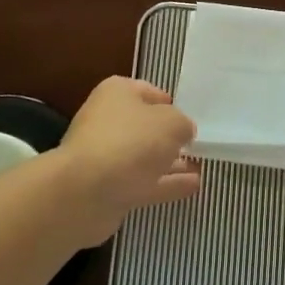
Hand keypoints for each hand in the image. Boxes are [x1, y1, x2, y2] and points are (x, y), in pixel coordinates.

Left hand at [57, 77, 200, 244]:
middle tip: (196, 144)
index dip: (170, 103)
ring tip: (200, 167)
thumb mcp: (171, 123)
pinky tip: (192, 186)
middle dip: (170, 136)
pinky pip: (144, 182)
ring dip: (171, 162)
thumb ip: (183, 124)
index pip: (148, 91)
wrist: (84, 193)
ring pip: (146, 157)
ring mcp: (107, 157)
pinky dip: (166, 183)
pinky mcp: (108, 189)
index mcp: (118, 93)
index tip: (190, 116)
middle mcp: (109, 120)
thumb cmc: (130, 142)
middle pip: (145, 126)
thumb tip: (184, 132)